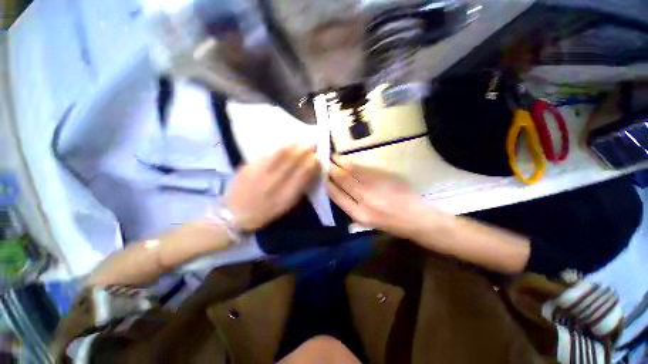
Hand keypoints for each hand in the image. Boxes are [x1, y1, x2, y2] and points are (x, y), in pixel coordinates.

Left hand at [227, 144, 319, 230]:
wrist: (235, 214)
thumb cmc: (265, 212)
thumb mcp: (286, 205)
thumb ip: (299, 188)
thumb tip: (310, 171)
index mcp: (285, 195)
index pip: (303, 173)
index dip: (313, 162)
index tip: (318, 156)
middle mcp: (273, 182)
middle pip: (293, 159)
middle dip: (305, 149)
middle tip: (313, 142)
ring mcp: (259, 172)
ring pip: (280, 153)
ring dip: (293, 145)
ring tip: (301, 141)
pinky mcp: (248, 166)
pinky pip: (267, 154)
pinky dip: (279, 149)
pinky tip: (284, 146)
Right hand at [326, 157, 436, 238]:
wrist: (416, 218)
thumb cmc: (390, 224)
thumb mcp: (366, 222)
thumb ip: (351, 206)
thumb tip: (337, 190)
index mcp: (358, 214)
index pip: (336, 195)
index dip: (326, 182)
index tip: (321, 175)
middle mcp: (364, 199)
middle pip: (342, 179)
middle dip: (331, 168)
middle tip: (323, 160)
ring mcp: (375, 185)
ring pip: (352, 170)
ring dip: (341, 162)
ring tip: (333, 157)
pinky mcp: (384, 176)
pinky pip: (364, 167)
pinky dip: (353, 162)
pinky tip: (348, 160)